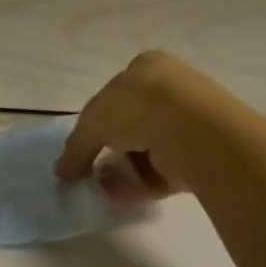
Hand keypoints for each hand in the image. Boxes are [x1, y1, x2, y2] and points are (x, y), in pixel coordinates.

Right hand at [54, 50, 254, 201]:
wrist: (195, 130)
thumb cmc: (138, 106)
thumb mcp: (93, 120)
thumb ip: (77, 146)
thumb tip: (61, 172)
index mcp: (147, 67)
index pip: (117, 92)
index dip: (98, 119)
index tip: (86, 144)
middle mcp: (171, 90)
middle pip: (132, 124)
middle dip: (110, 150)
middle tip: (92, 172)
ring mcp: (190, 124)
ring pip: (148, 150)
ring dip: (124, 171)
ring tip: (103, 191)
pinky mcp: (203, 156)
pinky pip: (166, 172)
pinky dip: (142, 185)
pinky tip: (121, 199)